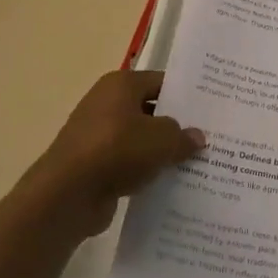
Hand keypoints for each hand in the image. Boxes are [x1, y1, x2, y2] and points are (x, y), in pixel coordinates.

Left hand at [19, 70, 204, 238]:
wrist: (67, 195)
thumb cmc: (117, 150)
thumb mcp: (162, 139)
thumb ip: (183, 135)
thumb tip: (197, 137)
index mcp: (120, 84)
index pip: (161, 82)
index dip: (186, 95)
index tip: (210, 109)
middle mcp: (106, 103)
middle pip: (150, 110)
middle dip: (176, 125)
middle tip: (207, 137)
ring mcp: (97, 136)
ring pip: (139, 139)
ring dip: (160, 152)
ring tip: (194, 163)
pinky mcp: (92, 165)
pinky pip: (127, 163)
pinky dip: (144, 171)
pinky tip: (167, 182)